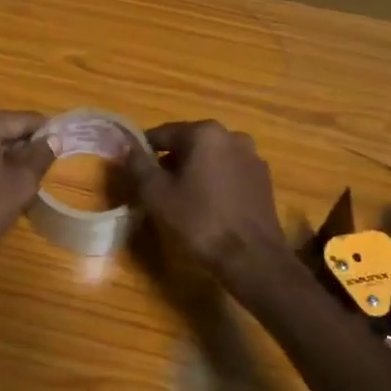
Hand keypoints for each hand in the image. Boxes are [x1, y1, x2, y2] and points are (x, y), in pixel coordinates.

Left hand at [0, 107, 53, 269]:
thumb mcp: (21, 182)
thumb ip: (41, 155)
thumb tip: (54, 138)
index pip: (24, 120)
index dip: (47, 134)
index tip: (62, 148)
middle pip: (1, 130)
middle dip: (21, 149)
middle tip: (39, 172)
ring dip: (1, 160)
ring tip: (16, 185)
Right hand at [125, 120, 290, 292]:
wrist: (251, 257)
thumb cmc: (199, 221)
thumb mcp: (157, 194)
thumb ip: (138, 164)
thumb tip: (126, 144)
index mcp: (205, 133)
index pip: (163, 133)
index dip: (143, 151)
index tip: (134, 171)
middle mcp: (232, 136)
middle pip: (189, 144)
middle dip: (170, 163)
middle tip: (155, 190)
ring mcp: (252, 157)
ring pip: (211, 159)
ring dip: (193, 173)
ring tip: (181, 201)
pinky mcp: (264, 180)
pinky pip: (229, 173)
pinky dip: (214, 183)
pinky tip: (207, 207)